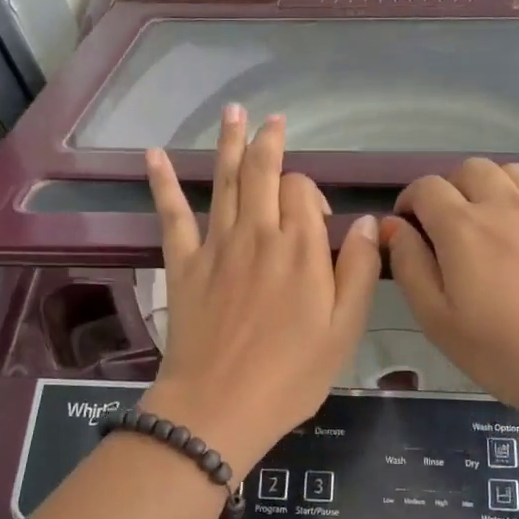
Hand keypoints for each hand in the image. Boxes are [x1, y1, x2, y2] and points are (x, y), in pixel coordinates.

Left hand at [143, 107, 381, 470]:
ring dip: (228, 143)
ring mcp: (216, 245)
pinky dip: (163, 183)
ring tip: (232, 112)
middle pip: (262, 172)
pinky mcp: (183, 263)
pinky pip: (172, 214)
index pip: (304, 190)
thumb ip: (358, 270)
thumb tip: (364, 221)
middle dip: (268, 141)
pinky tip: (154, 155)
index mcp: (301, 247)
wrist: (220, 406)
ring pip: (224, 180)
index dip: (311, 192)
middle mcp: (258, 233)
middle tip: (270, 118)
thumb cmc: (291, 374)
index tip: (316, 215)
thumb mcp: (344, 329)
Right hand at [384, 159, 518, 432]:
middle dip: (448, 189)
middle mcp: (503, 204)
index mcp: (461, 225)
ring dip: (489, 187)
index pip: (426, 188)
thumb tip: (393, 227)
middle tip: (443, 228)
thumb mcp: (436, 319)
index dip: (408, 202)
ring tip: (485, 221)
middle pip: (468, 169)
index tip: (406, 230)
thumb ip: (409, 265)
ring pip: (510, 172)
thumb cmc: (501, 351)